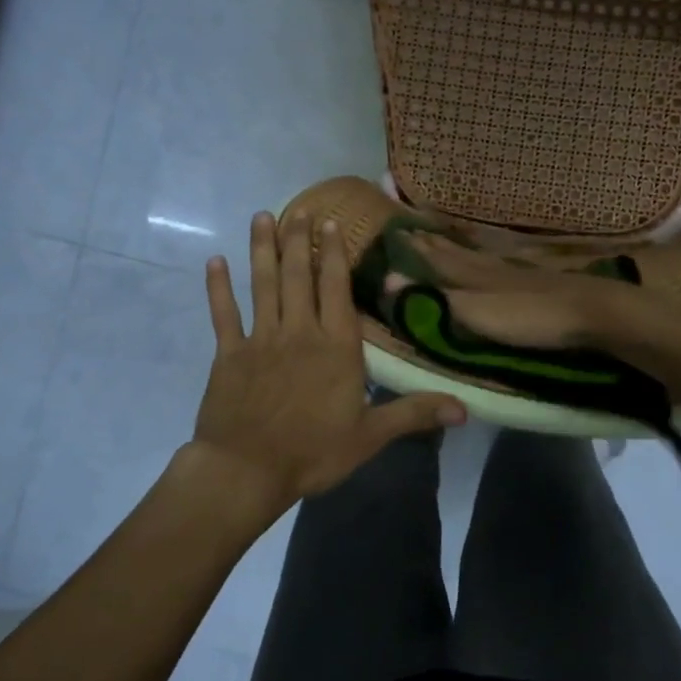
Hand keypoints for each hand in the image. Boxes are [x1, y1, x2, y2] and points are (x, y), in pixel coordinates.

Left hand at [191, 211, 465, 518]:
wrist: (247, 471)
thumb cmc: (313, 453)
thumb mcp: (370, 436)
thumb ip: (414, 413)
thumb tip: (466, 409)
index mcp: (336, 347)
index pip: (336, 289)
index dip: (334, 254)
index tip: (330, 223)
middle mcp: (299, 332)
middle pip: (299, 276)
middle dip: (299, 239)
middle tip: (299, 208)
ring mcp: (261, 340)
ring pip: (263, 285)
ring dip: (263, 250)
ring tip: (261, 217)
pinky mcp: (229, 354)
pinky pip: (223, 314)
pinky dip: (218, 288)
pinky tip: (215, 262)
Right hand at [407, 233, 655, 349]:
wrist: (588, 311)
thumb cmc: (526, 317)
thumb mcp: (473, 313)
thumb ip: (433, 298)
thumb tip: (386, 279)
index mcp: (470, 274)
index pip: (435, 259)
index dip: (415, 250)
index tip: (394, 233)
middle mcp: (489, 266)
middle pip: (455, 252)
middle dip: (432, 242)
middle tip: (411, 228)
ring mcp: (515, 270)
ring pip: (478, 253)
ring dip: (457, 244)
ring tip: (443, 234)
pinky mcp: (537, 279)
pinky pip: (501, 260)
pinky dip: (488, 253)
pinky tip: (493, 255)